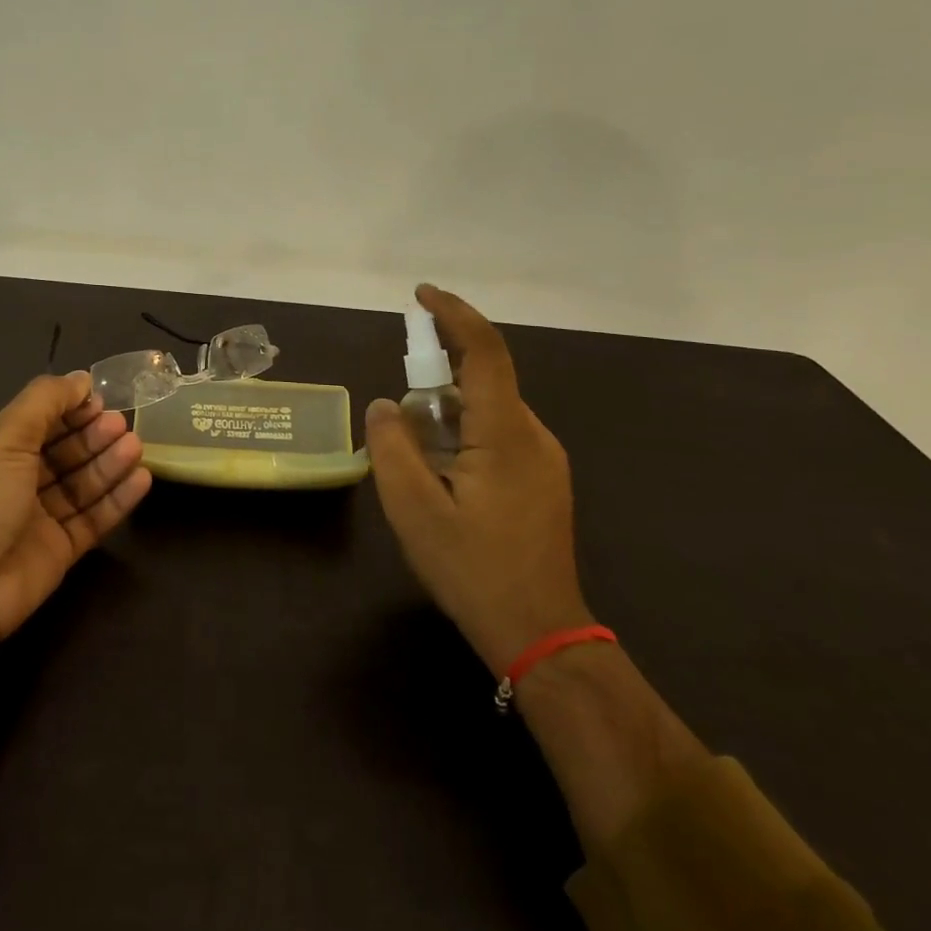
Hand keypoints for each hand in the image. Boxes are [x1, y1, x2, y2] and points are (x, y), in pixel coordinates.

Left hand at [0, 371, 152, 649]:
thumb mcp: (3, 436)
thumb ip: (45, 400)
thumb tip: (81, 378)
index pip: (35, 421)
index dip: (68, 409)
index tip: (100, 400)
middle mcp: (9, 481)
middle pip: (61, 451)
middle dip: (92, 435)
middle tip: (123, 425)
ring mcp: (34, 518)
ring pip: (80, 483)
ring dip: (108, 463)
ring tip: (136, 448)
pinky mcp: (58, 550)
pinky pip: (92, 518)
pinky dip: (116, 499)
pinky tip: (142, 480)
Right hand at [365, 285, 591, 678]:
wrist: (541, 636)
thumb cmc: (473, 570)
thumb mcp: (413, 509)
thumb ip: (391, 447)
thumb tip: (385, 405)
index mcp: (505, 434)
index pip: (484, 351)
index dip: (453, 314)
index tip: (420, 295)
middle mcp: (534, 435)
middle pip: (483, 379)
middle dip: (436, 378)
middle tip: (399, 414)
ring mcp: (545, 458)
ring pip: (488, 409)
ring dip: (447, 415)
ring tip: (417, 461)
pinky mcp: (544, 479)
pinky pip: (499, 434)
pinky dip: (464, 434)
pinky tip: (444, 477)